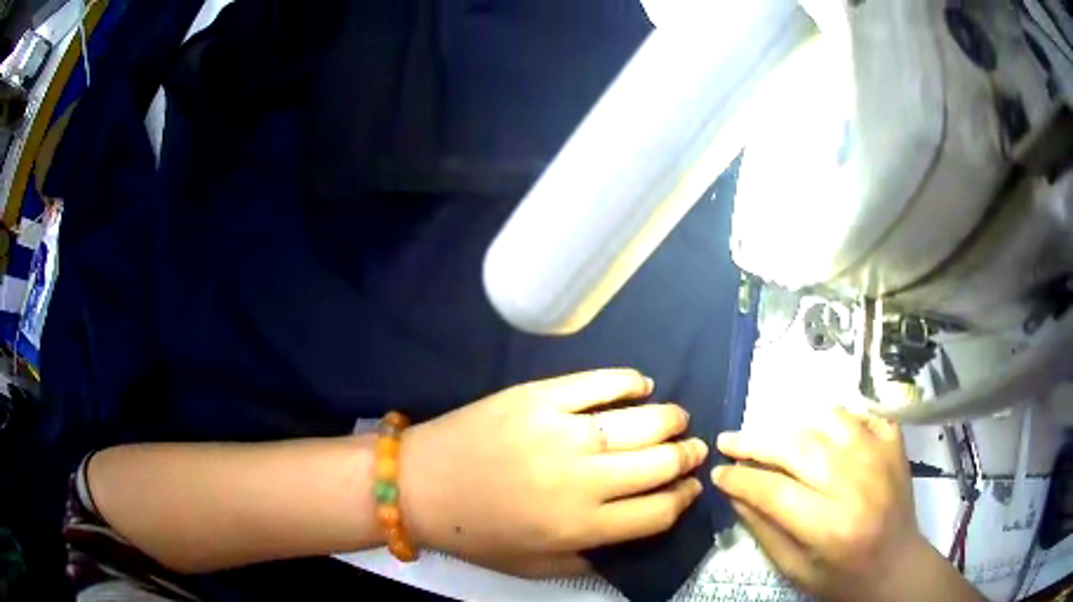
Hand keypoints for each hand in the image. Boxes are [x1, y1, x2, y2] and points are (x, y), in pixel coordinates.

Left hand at [399, 369, 706, 577]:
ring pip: (640, 422)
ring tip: (677, 420)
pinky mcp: (538, 397)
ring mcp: (560, 432)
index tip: (691, 487)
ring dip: (670, 420)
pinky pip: (598, 383)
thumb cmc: (477, 534)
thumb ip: (591, 558)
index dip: (685, 498)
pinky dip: (628, 381)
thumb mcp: (537, 566)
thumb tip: (635, 531)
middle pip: (659, 464)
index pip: (659, 511)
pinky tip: (641, 384)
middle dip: (688, 457)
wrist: (419, 486)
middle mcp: (581, 481)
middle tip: (693, 449)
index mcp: (581, 527)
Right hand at [711, 406, 953, 601]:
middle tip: (728, 440)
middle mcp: (856, 484)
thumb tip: (733, 492)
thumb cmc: (842, 577)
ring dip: (792, 423)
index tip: (717, 472)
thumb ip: (764, 529)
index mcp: (830, 526)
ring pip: (827, 420)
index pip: (774, 490)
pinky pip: (860, 413)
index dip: (740, 478)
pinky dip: (834, 415)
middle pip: (798, 447)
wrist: (897, 566)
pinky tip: (819, 429)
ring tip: (770, 434)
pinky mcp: (894, 441)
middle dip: (755, 442)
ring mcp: (880, 455)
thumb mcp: (794, 569)